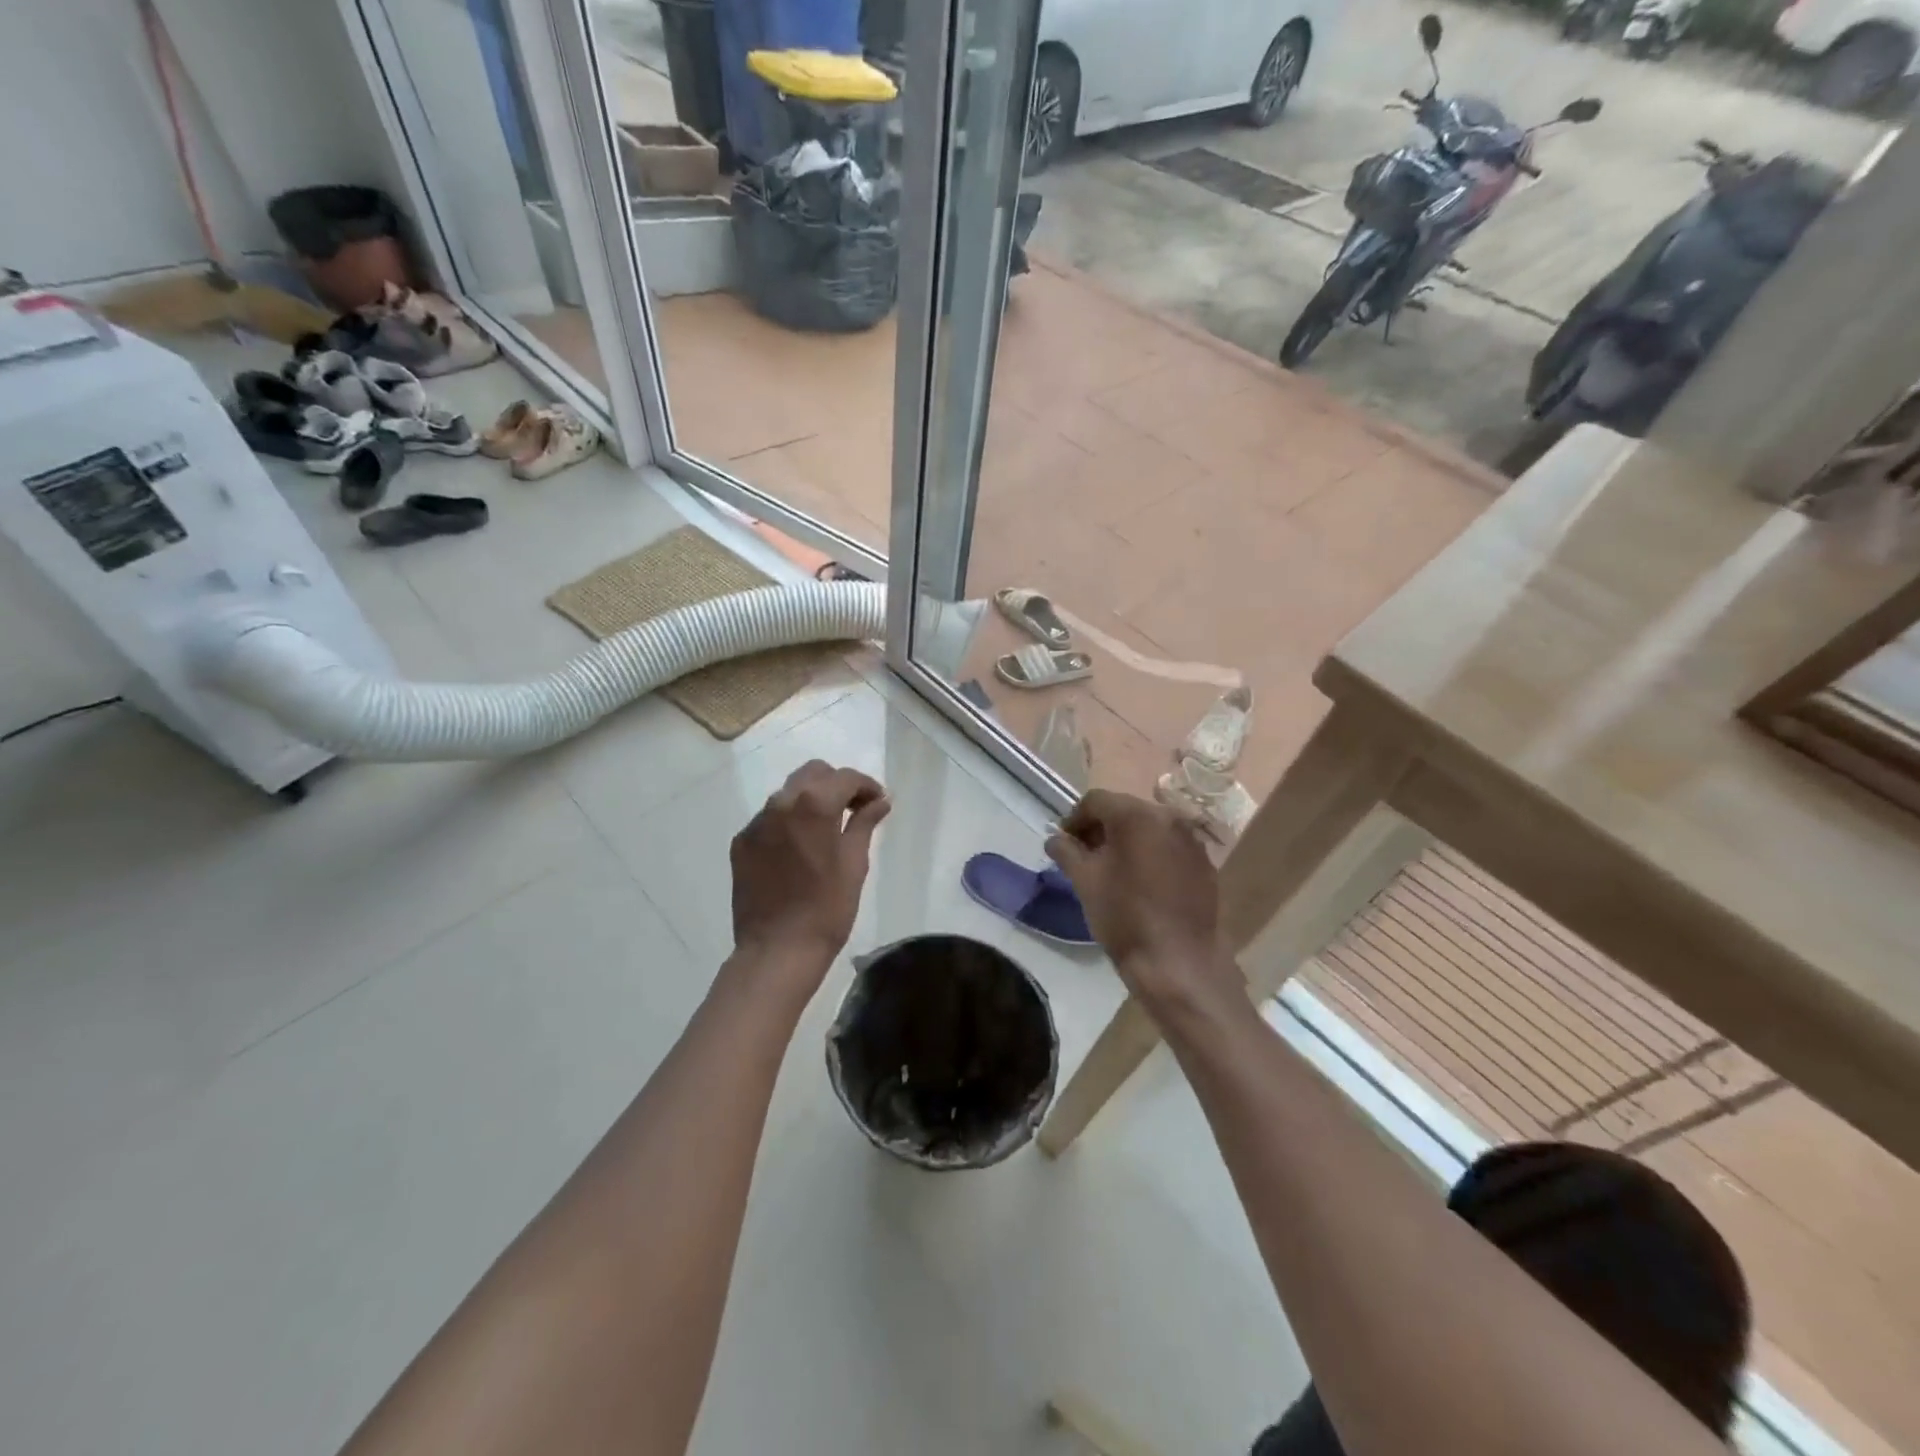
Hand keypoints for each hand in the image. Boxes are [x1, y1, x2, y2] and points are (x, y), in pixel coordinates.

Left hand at [730, 761, 889, 979]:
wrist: (777, 950)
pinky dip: (788, 823)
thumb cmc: (827, 908)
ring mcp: (756, 823)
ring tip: (826, 829)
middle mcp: (780, 803)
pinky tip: (799, 849)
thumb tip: (879, 801)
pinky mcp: (741, 843)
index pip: (845, 778)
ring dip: (810, 801)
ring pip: (788, 794)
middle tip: (854, 810)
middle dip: (836, 785)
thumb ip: (864, 823)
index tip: (878, 802)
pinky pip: (769, 819)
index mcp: (813, 805)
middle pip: (813, 774)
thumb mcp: (855, 863)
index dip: (867, 786)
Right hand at [1045, 790, 1239, 1013]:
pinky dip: (1151, 854)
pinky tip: (1141, 882)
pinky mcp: (1205, 863)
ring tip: (1111, 870)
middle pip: (1124, 810)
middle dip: (1100, 829)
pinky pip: (1169, 847)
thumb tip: (1055, 839)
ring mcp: (1191, 840)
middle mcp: (1168, 817)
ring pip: (1149, 828)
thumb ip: (1066, 851)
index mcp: (1136, 815)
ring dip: (1126, 841)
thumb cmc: (1125, 917)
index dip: (1074, 819)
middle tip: (1084, 855)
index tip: (1063, 843)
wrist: (1179, 962)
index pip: (1095, 801)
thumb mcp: (1085, 881)